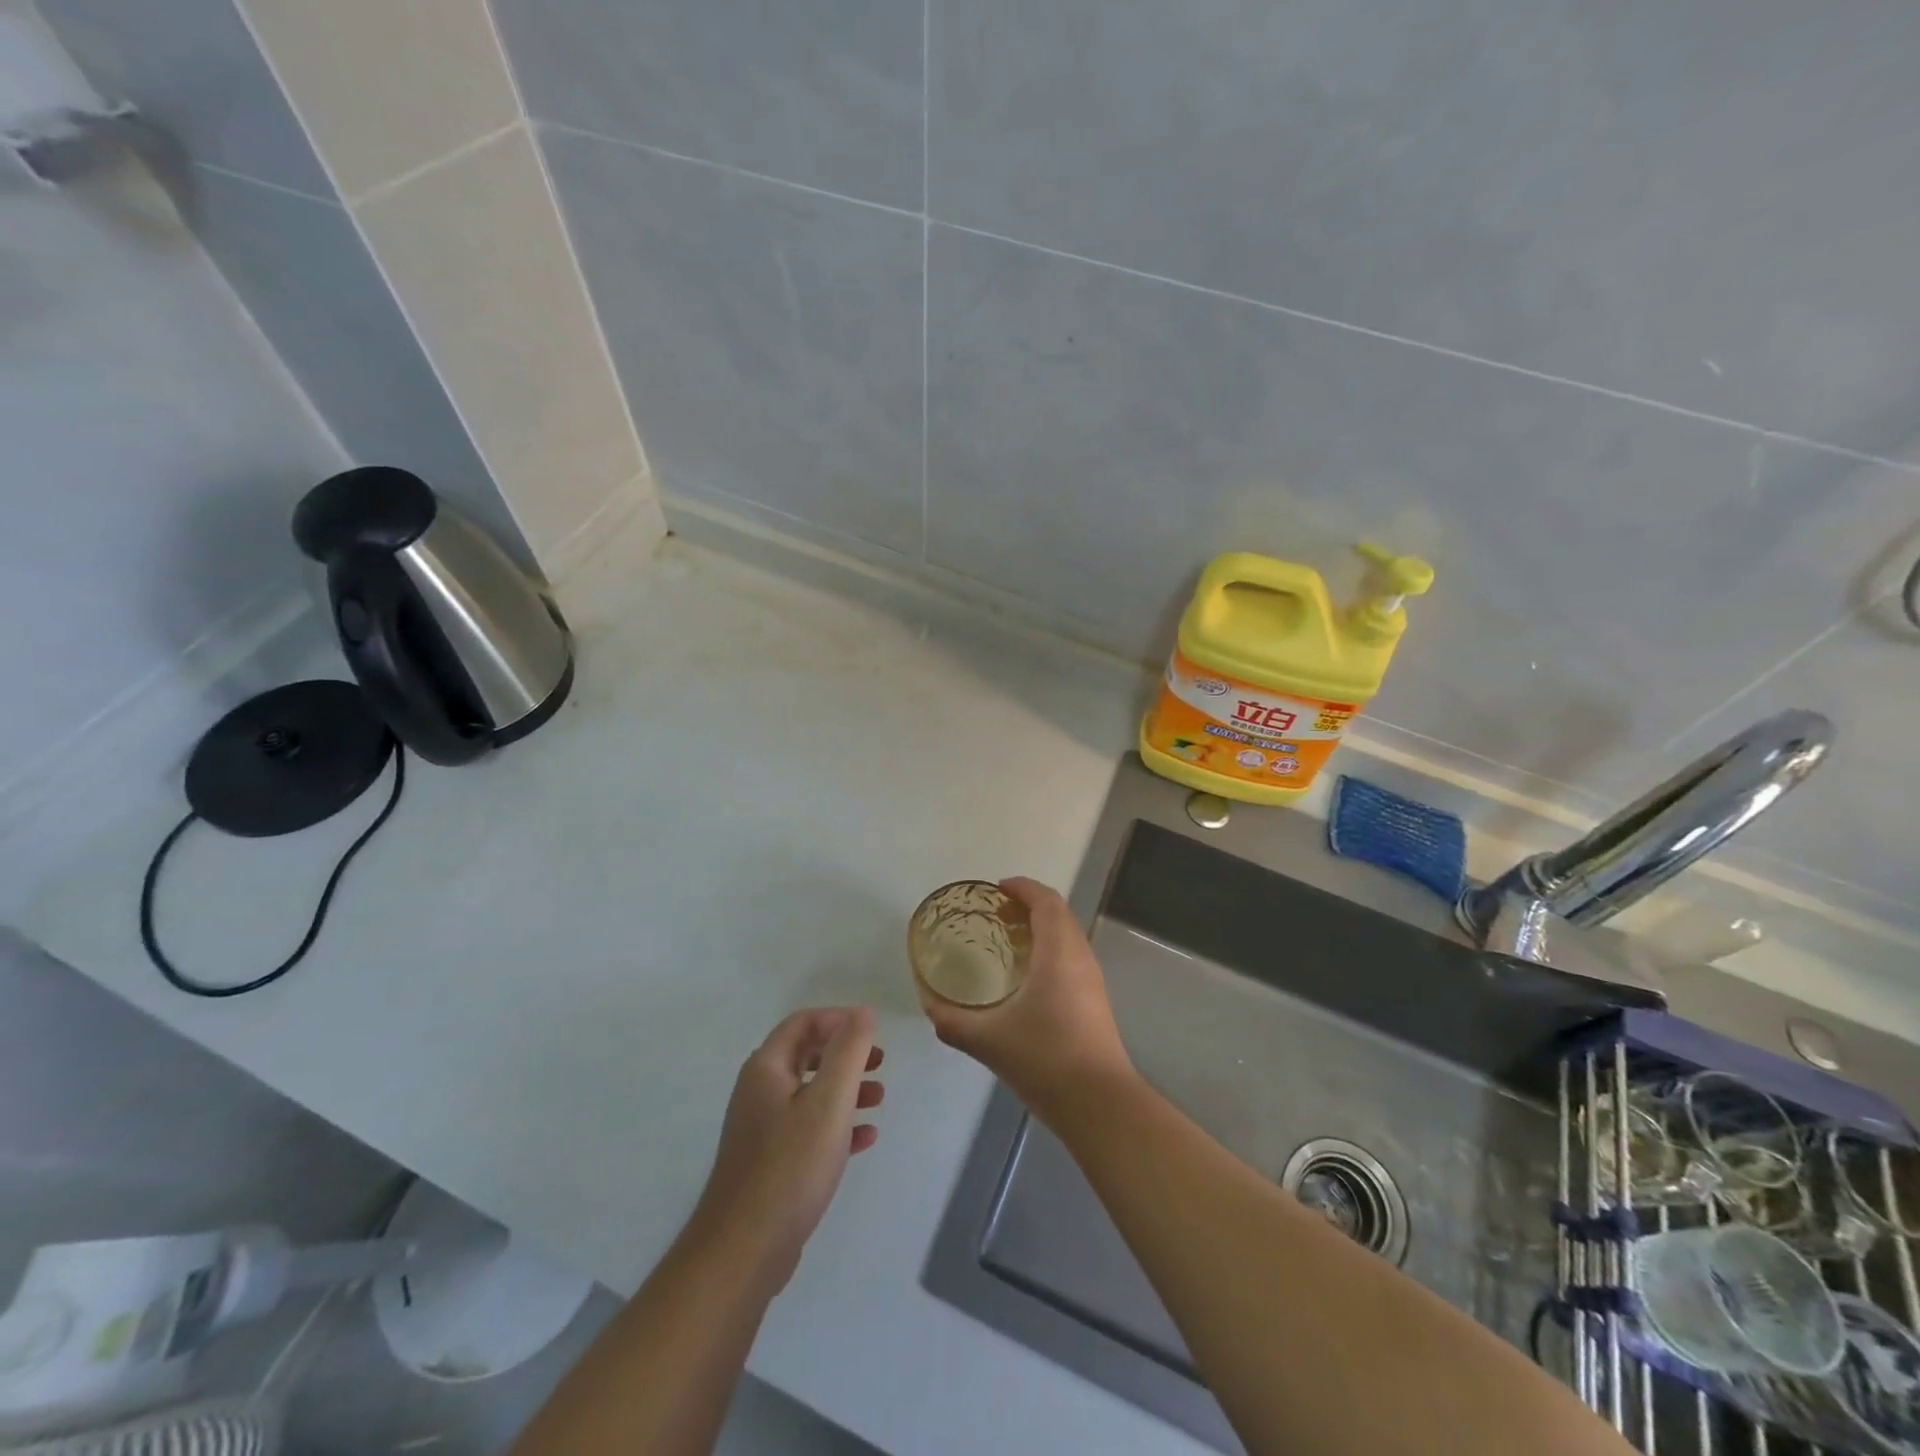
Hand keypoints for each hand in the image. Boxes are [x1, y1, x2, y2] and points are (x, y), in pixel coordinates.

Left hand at [688, 1007, 883, 1292]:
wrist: (744, 1250)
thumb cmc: (791, 1165)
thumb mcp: (829, 1101)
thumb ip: (849, 1052)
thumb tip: (863, 1011)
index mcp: (767, 1068)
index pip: (803, 1023)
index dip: (838, 1019)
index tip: (872, 1030)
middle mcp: (760, 1091)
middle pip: (807, 1055)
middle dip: (846, 1055)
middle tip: (880, 1062)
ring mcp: (763, 1128)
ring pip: (811, 1093)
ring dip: (846, 1089)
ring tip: (880, 1098)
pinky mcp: (771, 1162)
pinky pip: (809, 1129)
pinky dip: (837, 1125)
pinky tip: (865, 1138)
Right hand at [923, 877, 1133, 1120]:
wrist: (1099, 1104)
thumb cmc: (1045, 1059)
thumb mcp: (988, 1040)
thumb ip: (953, 1022)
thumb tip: (930, 1006)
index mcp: (1058, 953)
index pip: (1046, 902)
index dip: (1023, 888)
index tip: (997, 889)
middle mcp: (1080, 957)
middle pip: (1060, 913)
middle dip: (1030, 904)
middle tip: (997, 913)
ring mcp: (1093, 980)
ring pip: (1069, 935)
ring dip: (1043, 927)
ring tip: (1008, 939)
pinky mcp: (1096, 1001)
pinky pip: (1072, 956)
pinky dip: (1051, 949)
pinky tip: (1028, 976)